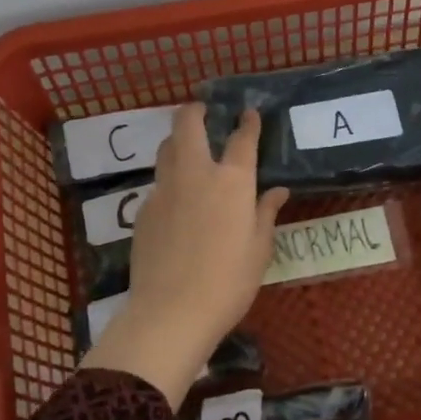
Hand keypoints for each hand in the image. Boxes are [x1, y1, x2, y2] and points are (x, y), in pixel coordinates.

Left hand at [80, 104, 288, 405]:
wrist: (172, 311)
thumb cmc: (229, 282)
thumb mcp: (259, 250)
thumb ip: (265, 214)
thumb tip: (277, 191)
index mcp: (232, 182)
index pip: (242, 140)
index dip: (248, 124)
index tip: (250, 113)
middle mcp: (196, 174)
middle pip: (188, 126)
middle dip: (195, 111)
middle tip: (201, 109)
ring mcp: (164, 190)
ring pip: (166, 149)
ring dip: (177, 140)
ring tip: (187, 146)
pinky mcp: (143, 210)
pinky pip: (158, 184)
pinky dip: (169, 180)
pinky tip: (177, 200)